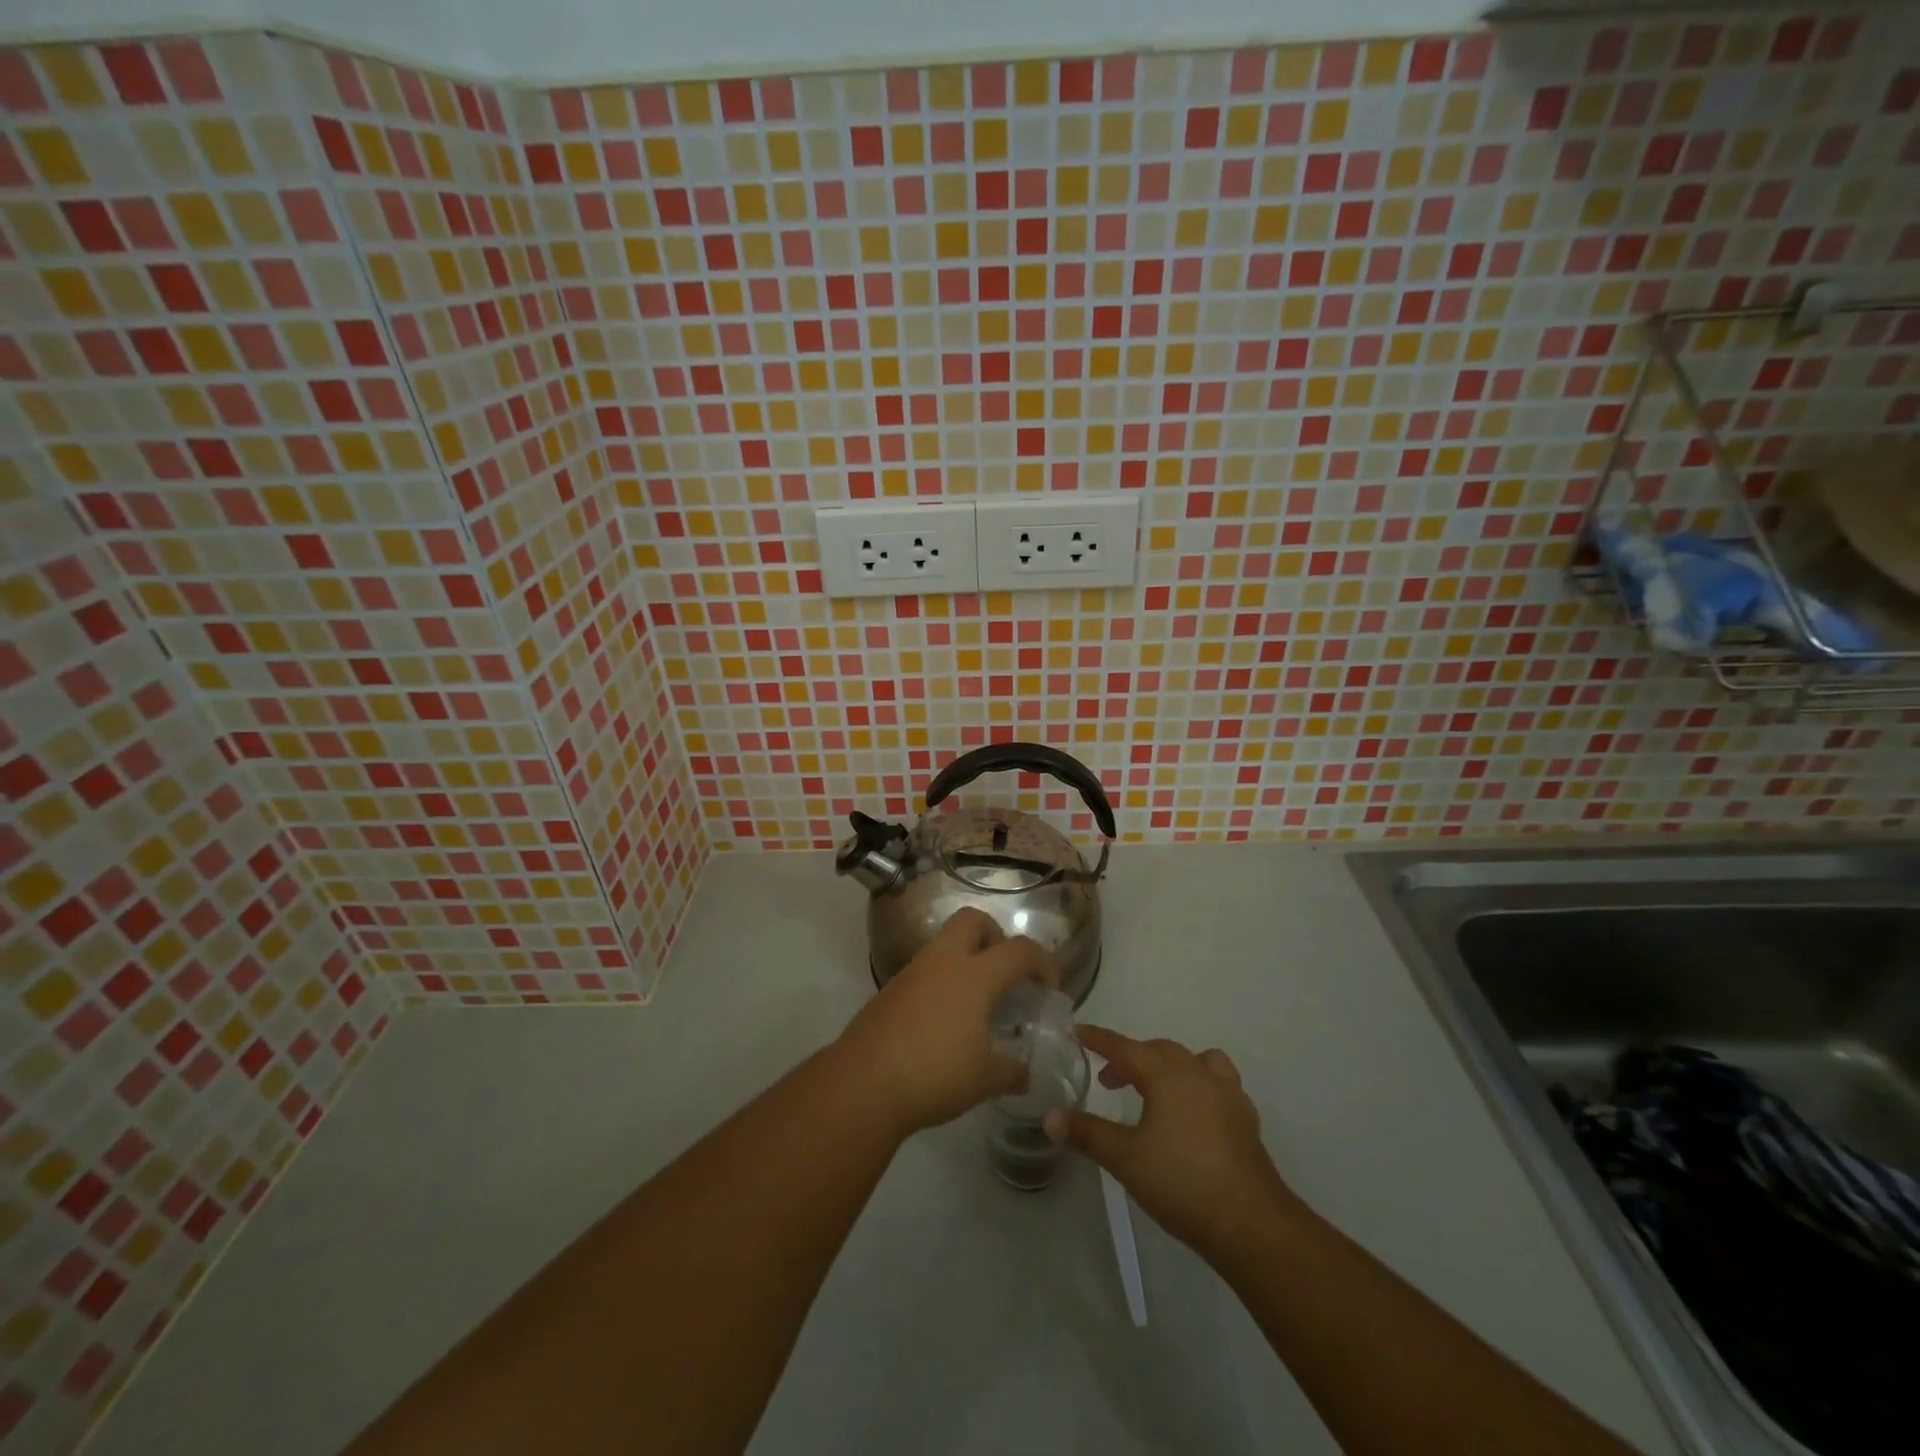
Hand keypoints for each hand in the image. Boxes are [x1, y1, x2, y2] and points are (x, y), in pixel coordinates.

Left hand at [834, 907, 1055, 1136]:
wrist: (864, 1082)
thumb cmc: (935, 1073)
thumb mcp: (985, 1080)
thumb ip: (1012, 1072)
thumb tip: (1024, 1072)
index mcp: (975, 975)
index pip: (1019, 950)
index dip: (1043, 963)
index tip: (1050, 989)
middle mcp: (944, 961)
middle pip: (973, 921)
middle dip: (995, 936)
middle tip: (1006, 973)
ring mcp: (913, 972)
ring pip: (945, 944)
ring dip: (966, 960)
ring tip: (978, 1003)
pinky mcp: (891, 990)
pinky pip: (926, 971)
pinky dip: (943, 983)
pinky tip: (946, 1021)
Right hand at [1046, 1026, 1301, 1265]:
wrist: (1251, 1223)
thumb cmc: (1182, 1183)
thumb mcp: (1124, 1159)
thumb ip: (1086, 1133)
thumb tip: (1049, 1117)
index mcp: (1166, 1075)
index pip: (1125, 1047)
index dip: (1099, 1039)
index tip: (1078, 1031)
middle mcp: (1197, 1074)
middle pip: (1159, 1050)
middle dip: (1131, 1058)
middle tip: (1109, 1080)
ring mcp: (1227, 1094)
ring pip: (1196, 1060)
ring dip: (1171, 1066)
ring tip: (1157, 1090)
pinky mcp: (1245, 1119)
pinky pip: (1219, 1085)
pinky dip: (1199, 1086)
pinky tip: (1194, 1114)